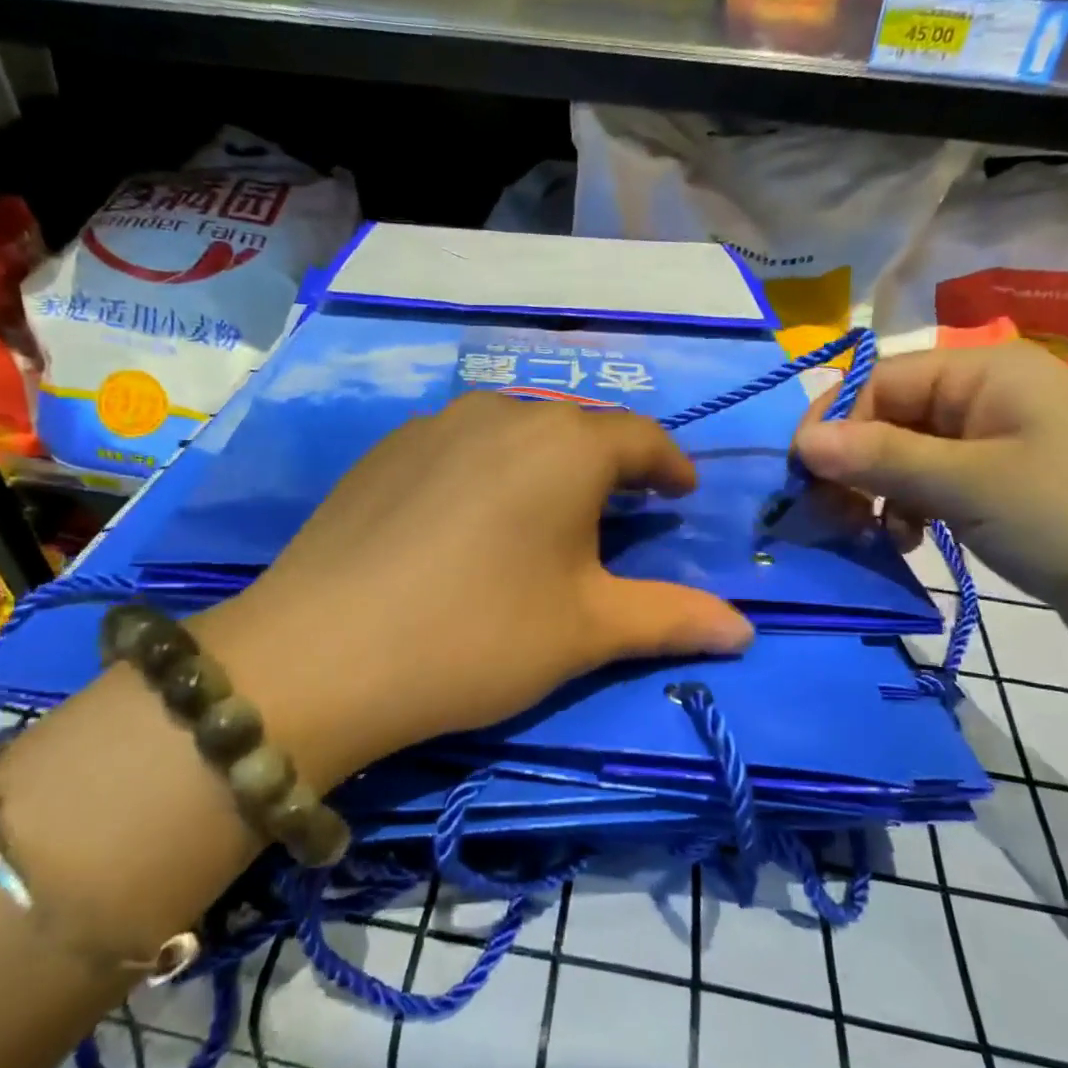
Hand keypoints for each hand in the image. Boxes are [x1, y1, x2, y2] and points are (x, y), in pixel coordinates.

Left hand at [197, 393, 753, 786]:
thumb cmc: (478, 636)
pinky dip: (487, 468)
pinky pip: (459, 444)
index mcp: (566, 445)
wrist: (322, 653)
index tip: (681, 494)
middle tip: (620, 508)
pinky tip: (470, 516)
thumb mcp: (586, 631)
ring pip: (514, 429)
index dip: (669, 466)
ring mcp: (434, 424)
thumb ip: (671, 618)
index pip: (640, 438)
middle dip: (609, 464)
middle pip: (576, 428)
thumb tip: (745, 631)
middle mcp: (502, 413)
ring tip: (547, 508)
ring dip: (546, 461)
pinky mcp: (384, 449)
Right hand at [791, 341, 1067, 670]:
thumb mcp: (966, 484)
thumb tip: (801, 440)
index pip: (879, 381)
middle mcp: (989, 396)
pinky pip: (934, 485)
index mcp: (985, 371)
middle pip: (890, 417)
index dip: (834, 424)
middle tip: (832, 514)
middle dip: (854, 464)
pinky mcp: (1005, 486)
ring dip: (879, 492)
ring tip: (875, 535)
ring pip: (906, 456)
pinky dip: (910, 510)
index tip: (802, 477)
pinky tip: (908, 542)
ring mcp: (999, 443)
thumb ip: (878, 457)